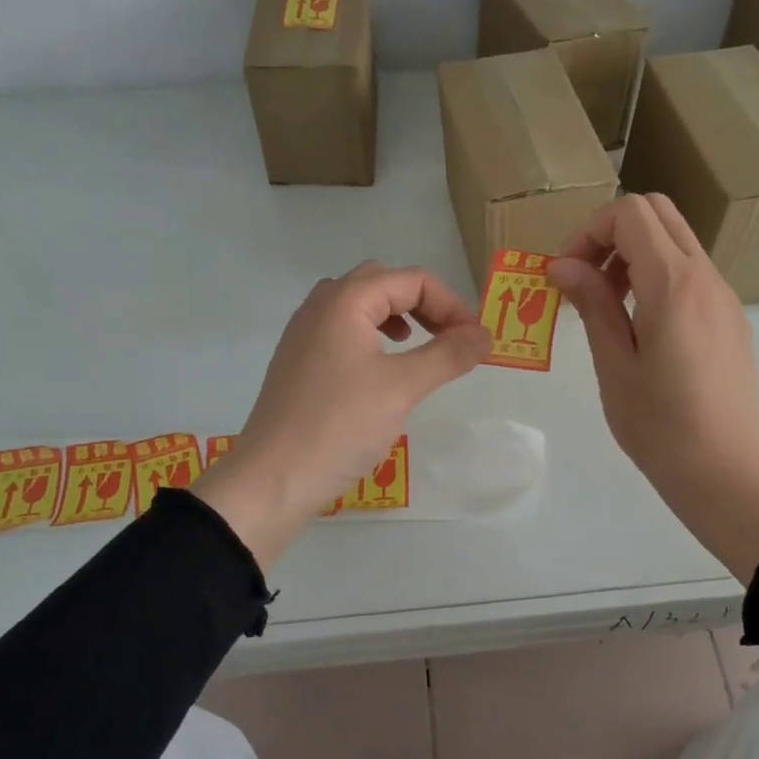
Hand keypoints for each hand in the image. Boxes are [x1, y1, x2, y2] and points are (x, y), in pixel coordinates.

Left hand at [194, 262, 490, 568]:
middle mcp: (320, 306)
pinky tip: (382, 370)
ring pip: (359, 305)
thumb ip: (448, 355)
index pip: (411, 280)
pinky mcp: (298, 362)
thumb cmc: (339, 426)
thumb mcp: (402, 387)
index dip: (450, 304)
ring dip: (397, 317)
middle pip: (382, 283)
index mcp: (344, 301)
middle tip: (450, 337)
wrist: (272, 479)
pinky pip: (342, 331)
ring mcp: (304, 334)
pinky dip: (373, 336)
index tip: (474, 340)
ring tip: (418, 346)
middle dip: (424, 304)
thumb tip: (485, 335)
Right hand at [549, 194, 758, 583]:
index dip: (588, 232)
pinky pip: (691, 273)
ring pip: (677, 241)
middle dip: (611, 233)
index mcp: (673, 284)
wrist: (724, 471)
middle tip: (584, 280)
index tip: (566, 275)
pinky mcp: (731, 319)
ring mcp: (724, 297)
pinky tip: (641, 328)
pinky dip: (657, 277)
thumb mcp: (614, 364)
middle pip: (658, 212)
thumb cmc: (658, 425)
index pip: (630, 214)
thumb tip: (562, 265)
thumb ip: (592, 304)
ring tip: (607, 308)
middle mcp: (706, 277)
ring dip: (634, 255)